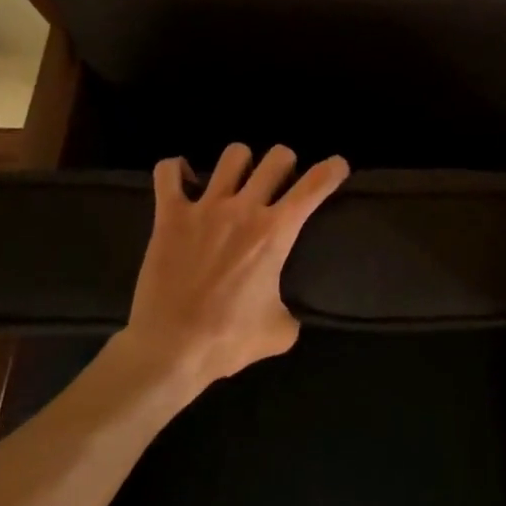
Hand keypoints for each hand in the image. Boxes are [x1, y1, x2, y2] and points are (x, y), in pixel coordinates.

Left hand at [108, 143, 348, 391]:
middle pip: (276, 157)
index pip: (314, 186)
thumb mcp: (278, 332)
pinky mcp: (169, 216)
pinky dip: (175, 170)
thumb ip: (291, 313)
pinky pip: (168, 172)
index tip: (337, 166)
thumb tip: (289, 313)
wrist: (169, 351)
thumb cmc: (227, 341)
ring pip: (233, 155)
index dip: (332, 169)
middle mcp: (244, 209)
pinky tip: (182, 180)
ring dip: (240, 164)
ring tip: (235, 181)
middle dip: (284, 163)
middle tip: (278, 182)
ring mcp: (205, 208)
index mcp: (275, 232)